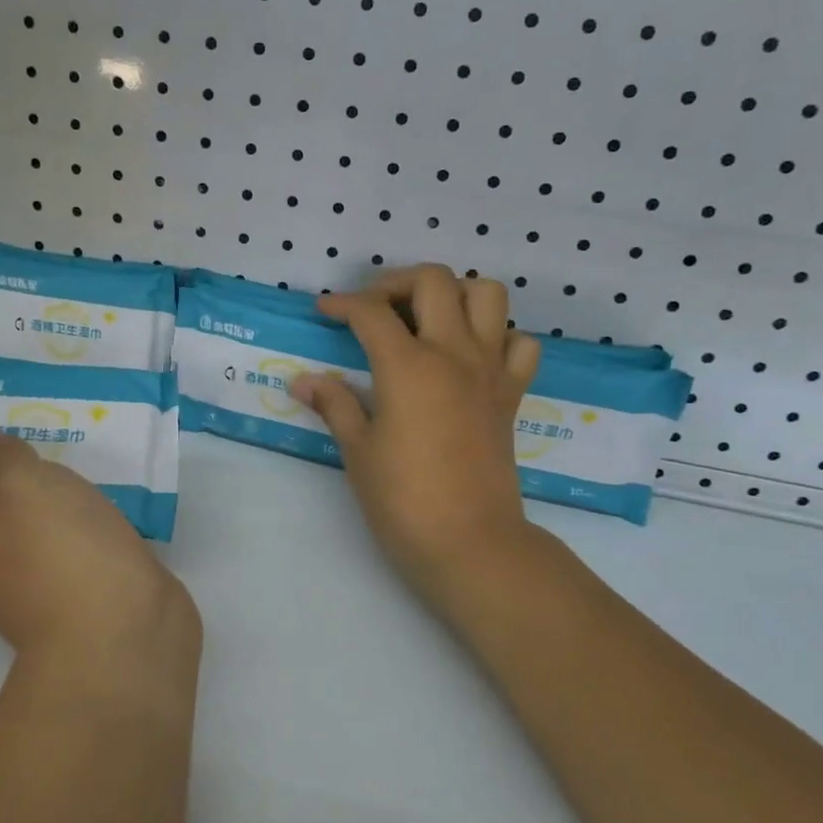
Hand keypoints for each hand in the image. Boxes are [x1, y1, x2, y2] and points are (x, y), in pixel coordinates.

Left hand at [0, 431, 199, 670]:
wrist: (126, 629)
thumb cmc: (59, 552)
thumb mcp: (24, 488)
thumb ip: (1, 460)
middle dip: (9, 471)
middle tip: (26, 426)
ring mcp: (45, 581)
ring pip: (42, 524)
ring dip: (54, 492)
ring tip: (69, 443)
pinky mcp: (89, 583)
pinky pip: (81, 538)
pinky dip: (88, 513)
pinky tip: (105, 483)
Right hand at [291, 265, 540, 605]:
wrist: (470, 542)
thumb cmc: (403, 499)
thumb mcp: (358, 450)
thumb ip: (334, 404)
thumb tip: (302, 382)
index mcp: (408, 365)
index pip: (371, 312)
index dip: (342, 304)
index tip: (324, 310)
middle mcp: (454, 353)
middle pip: (434, 280)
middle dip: (396, 282)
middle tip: (374, 308)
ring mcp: (490, 369)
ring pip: (488, 295)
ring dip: (454, 293)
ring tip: (427, 318)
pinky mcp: (512, 392)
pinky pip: (519, 343)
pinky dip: (498, 335)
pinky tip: (472, 355)